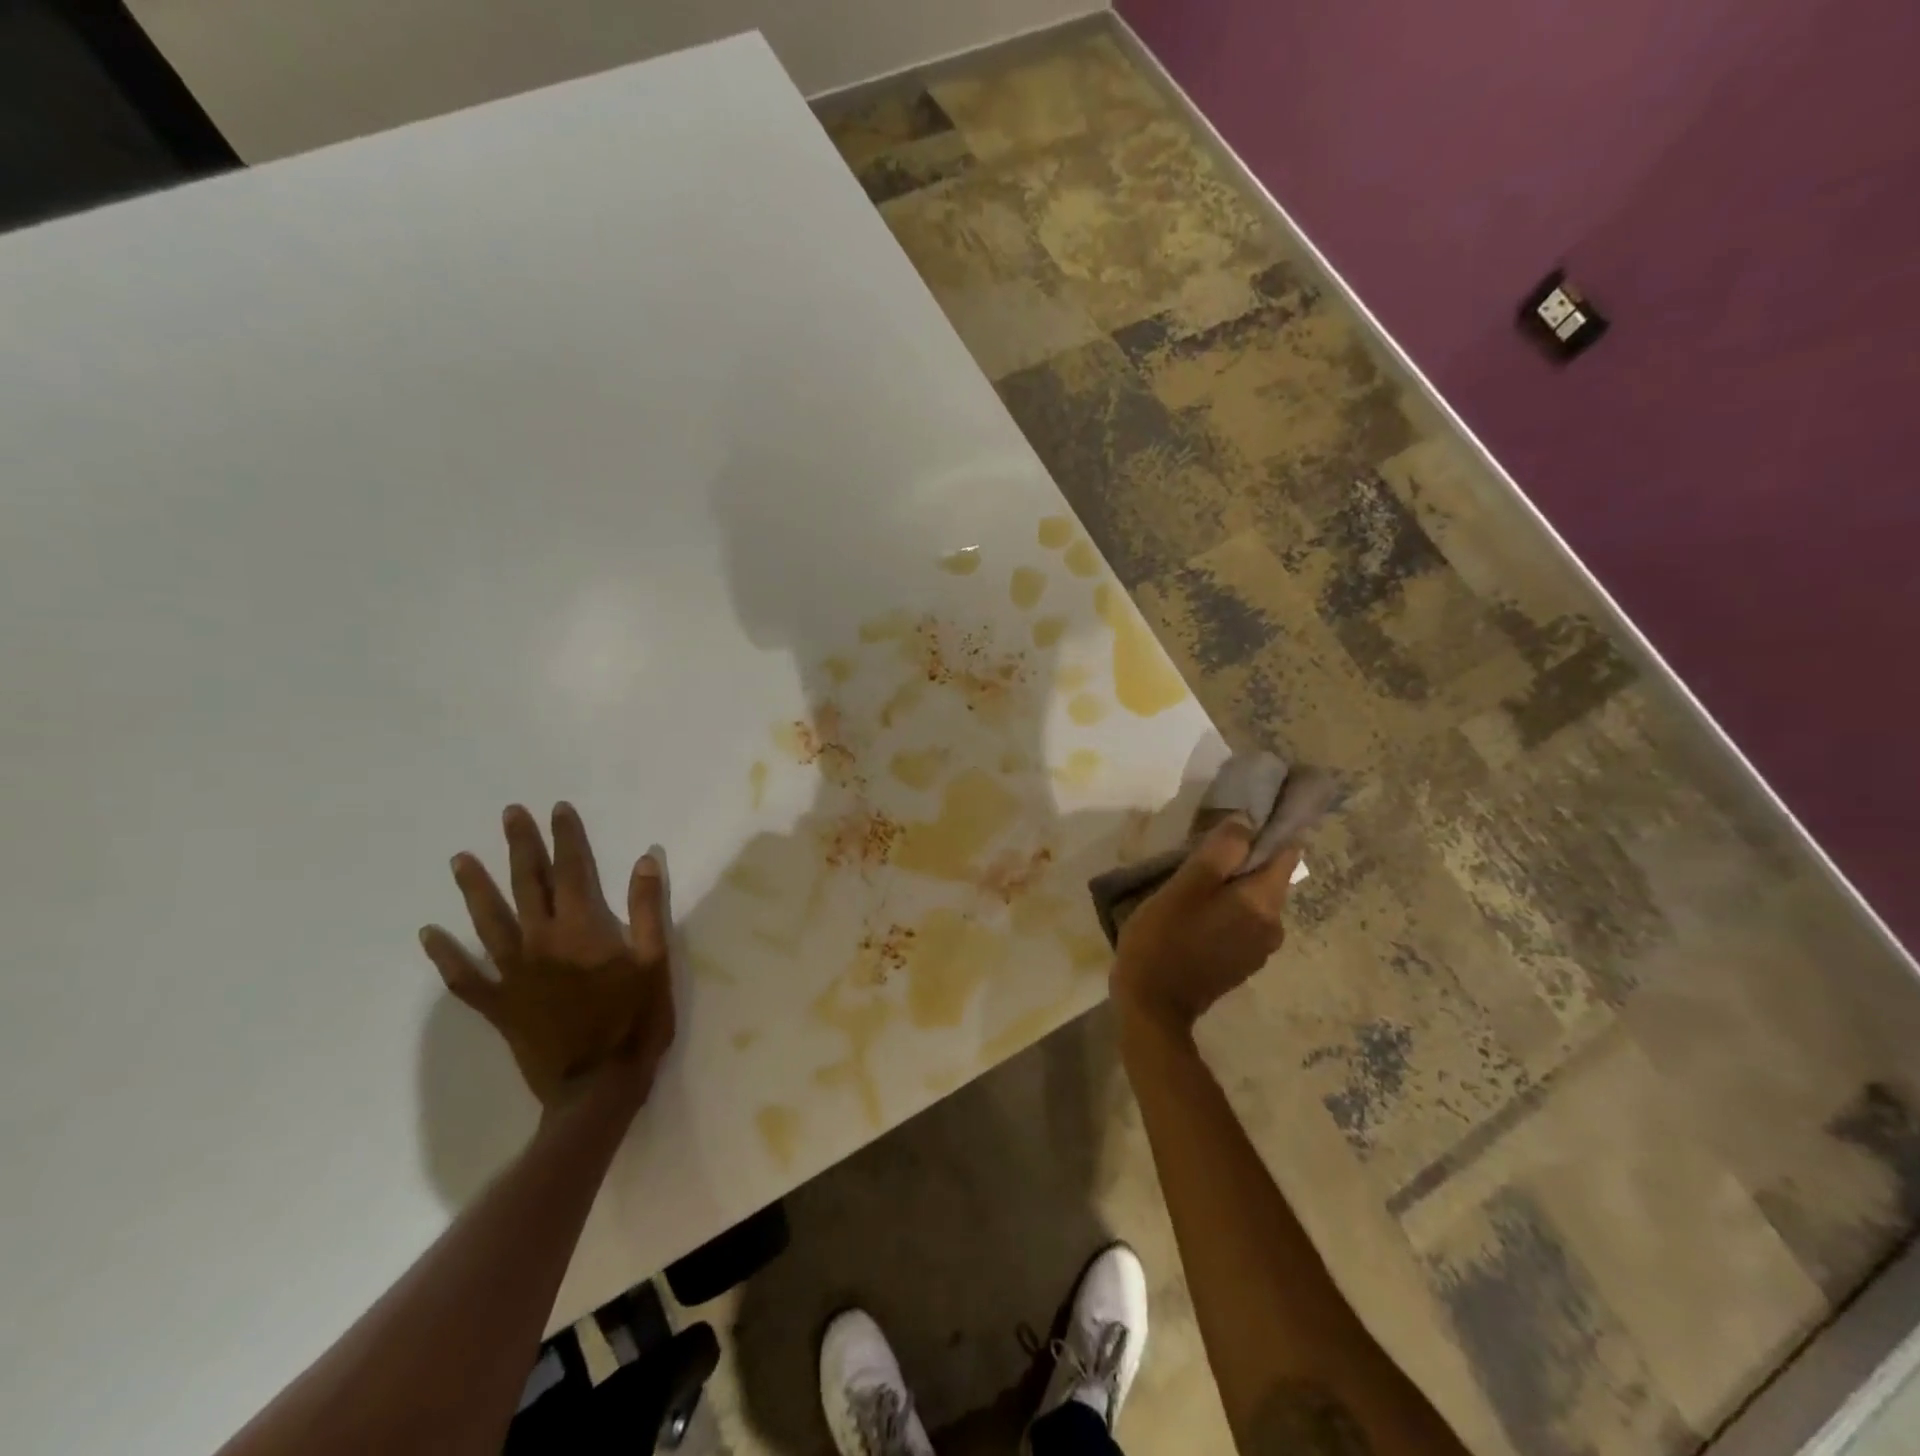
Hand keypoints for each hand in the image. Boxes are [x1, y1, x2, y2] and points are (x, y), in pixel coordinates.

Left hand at [420, 803, 674, 1107]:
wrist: (598, 1087)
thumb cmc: (636, 1020)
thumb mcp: (655, 961)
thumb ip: (647, 909)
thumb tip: (644, 859)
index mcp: (583, 929)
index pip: (572, 870)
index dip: (566, 838)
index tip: (557, 809)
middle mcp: (542, 942)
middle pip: (528, 885)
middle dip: (521, 847)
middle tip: (510, 814)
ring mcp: (515, 974)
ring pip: (489, 921)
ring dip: (475, 888)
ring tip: (459, 859)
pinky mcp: (500, 1005)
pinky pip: (466, 977)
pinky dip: (446, 955)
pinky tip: (429, 934)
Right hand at [1111, 817, 1301, 1034]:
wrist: (1152, 1006)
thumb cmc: (1163, 939)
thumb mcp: (1184, 887)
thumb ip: (1219, 852)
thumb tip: (1246, 822)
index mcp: (1264, 903)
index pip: (1287, 851)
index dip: (1266, 830)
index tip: (1235, 822)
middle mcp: (1274, 926)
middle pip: (1268, 876)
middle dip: (1240, 859)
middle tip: (1199, 852)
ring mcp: (1259, 948)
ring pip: (1253, 900)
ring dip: (1230, 886)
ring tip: (1191, 882)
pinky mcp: (1242, 963)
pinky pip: (1242, 921)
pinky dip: (1226, 909)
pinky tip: (1193, 912)